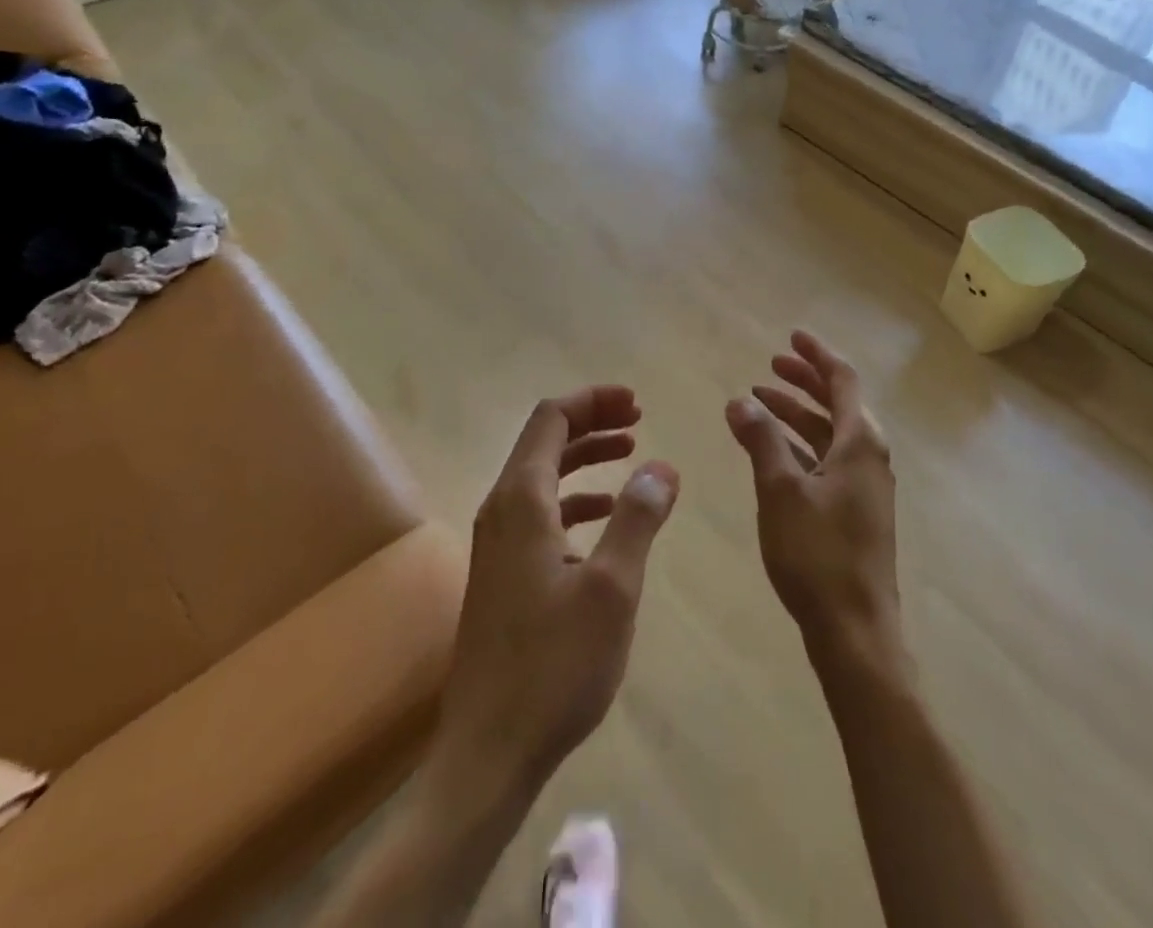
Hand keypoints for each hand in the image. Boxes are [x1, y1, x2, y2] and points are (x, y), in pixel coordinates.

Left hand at [433, 386, 678, 807]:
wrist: (489, 751)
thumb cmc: (554, 665)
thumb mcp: (612, 588)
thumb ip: (637, 518)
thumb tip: (662, 466)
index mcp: (521, 501)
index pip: (551, 419)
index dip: (593, 401)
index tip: (637, 403)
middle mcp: (501, 510)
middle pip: (545, 440)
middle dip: (592, 422)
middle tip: (639, 420)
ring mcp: (497, 543)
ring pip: (542, 476)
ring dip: (585, 457)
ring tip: (631, 454)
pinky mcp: (503, 573)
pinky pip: (541, 512)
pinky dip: (575, 498)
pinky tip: (606, 516)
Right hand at [726, 332, 902, 667]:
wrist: (856, 631)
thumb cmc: (818, 554)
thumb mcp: (780, 490)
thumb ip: (760, 440)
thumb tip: (740, 400)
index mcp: (859, 442)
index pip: (842, 380)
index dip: (816, 354)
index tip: (792, 335)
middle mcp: (870, 456)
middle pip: (838, 403)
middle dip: (804, 380)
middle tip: (770, 365)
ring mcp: (866, 485)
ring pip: (830, 433)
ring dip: (798, 413)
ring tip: (760, 402)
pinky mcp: (856, 510)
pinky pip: (828, 459)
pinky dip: (802, 444)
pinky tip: (774, 450)